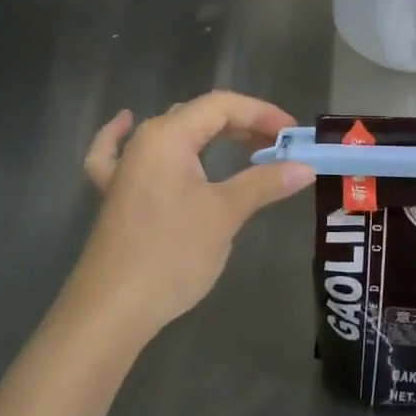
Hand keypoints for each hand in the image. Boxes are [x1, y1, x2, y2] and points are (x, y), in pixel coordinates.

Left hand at [76, 91, 313, 338]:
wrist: (111, 310)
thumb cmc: (171, 254)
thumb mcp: (225, 215)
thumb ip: (264, 183)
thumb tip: (305, 167)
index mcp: (168, 136)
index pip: (221, 106)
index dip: (261, 113)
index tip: (292, 134)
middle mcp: (143, 142)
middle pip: (197, 115)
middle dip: (242, 124)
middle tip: (278, 147)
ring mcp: (124, 168)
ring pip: (170, 133)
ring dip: (207, 134)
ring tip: (241, 142)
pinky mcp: (113, 194)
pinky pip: (118, 152)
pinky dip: (125, 135)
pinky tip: (127, 122)